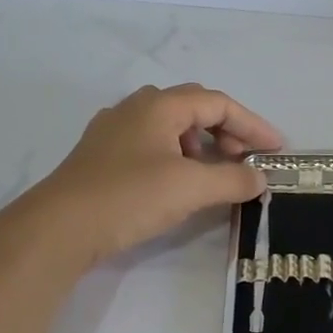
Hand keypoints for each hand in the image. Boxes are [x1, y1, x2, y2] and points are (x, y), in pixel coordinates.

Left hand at [24, 84, 283, 265]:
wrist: (57, 228)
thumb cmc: (128, 197)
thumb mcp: (190, 189)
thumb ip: (232, 180)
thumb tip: (260, 178)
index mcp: (160, 105)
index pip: (218, 103)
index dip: (252, 125)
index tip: (276, 150)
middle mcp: (136, 108)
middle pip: (194, 108)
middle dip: (227, 131)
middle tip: (245, 159)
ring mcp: (113, 130)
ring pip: (170, 125)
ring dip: (200, 144)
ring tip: (212, 173)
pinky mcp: (99, 156)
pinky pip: (150, 143)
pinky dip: (175, 156)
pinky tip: (175, 182)